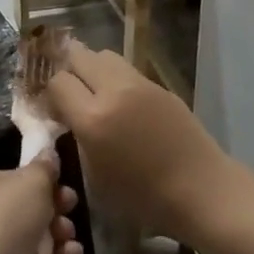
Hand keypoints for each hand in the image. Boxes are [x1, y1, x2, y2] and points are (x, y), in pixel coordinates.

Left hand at [0, 162, 83, 253]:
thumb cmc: (2, 219)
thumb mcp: (31, 181)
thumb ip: (45, 167)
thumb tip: (49, 155)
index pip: (7, 174)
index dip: (36, 177)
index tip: (59, 180)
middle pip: (24, 207)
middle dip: (54, 208)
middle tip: (69, 205)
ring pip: (34, 238)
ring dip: (58, 235)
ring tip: (68, 236)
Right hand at [44, 41, 233, 246]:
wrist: (201, 190)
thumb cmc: (144, 198)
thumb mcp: (96, 176)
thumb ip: (77, 138)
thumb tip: (66, 118)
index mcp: (93, 118)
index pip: (58, 81)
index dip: (52, 95)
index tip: (56, 112)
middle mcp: (114, 91)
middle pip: (79, 56)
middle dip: (69, 71)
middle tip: (72, 95)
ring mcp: (140, 84)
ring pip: (105, 55)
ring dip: (94, 70)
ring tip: (97, 95)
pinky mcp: (160, 85)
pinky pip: (127, 70)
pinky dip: (116, 79)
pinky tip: (124, 105)